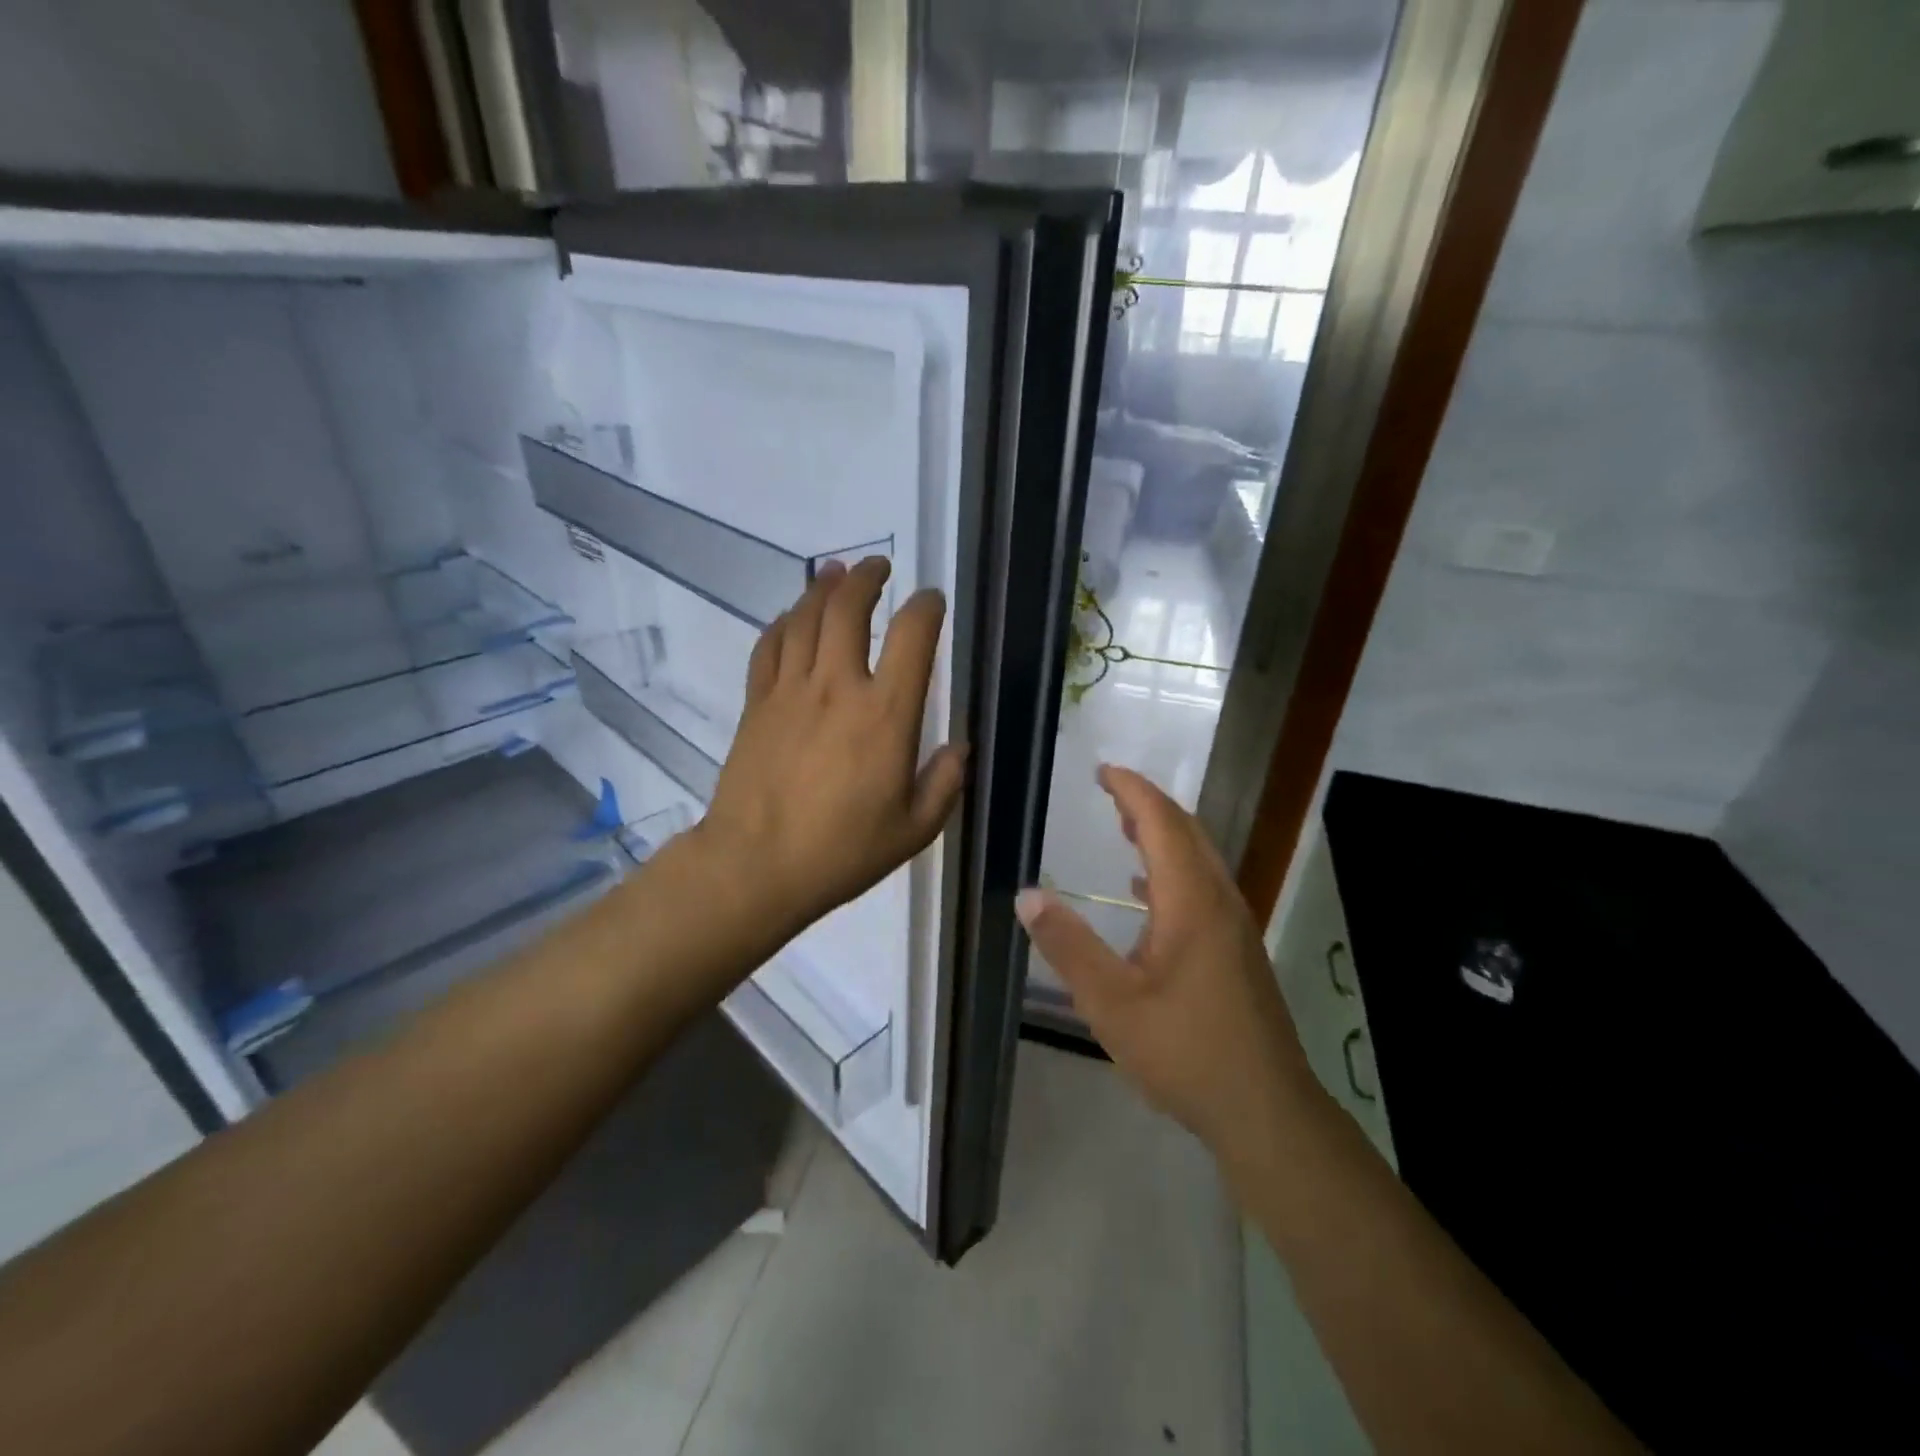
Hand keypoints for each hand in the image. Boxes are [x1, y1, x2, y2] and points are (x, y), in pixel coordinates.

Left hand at [697, 557, 966, 937]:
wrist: (756, 866)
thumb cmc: (842, 851)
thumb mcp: (914, 829)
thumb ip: (944, 783)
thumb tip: (959, 748)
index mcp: (886, 715)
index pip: (911, 637)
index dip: (925, 607)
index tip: (931, 600)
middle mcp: (838, 687)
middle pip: (848, 609)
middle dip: (866, 578)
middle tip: (878, 565)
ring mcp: (790, 691)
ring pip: (805, 618)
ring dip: (823, 587)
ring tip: (835, 571)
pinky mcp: (757, 704)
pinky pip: (769, 647)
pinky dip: (783, 622)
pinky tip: (792, 616)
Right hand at [1015, 766, 1318, 1156]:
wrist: (1266, 1111)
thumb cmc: (1185, 1051)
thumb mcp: (1111, 1002)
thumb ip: (1068, 946)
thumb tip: (1028, 896)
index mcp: (1192, 901)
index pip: (1163, 823)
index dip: (1133, 791)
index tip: (1103, 771)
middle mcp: (1220, 901)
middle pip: (1187, 833)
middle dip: (1149, 805)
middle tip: (1110, 791)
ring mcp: (1235, 927)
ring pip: (1199, 861)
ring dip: (1163, 835)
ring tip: (1125, 827)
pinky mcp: (1238, 952)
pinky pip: (1203, 888)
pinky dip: (1172, 871)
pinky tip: (1145, 894)